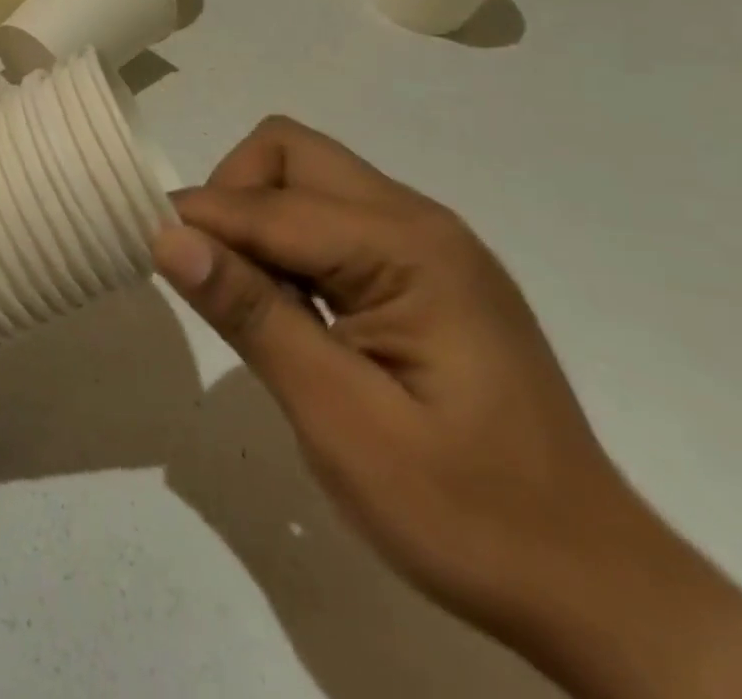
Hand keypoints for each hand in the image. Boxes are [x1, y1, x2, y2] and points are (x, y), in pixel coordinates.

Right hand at [153, 118, 741, 698]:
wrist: (593, 588)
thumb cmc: (465, 512)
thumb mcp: (340, 420)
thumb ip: (251, 315)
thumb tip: (167, 236)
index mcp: (409, 249)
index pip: (272, 204)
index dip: (201, 221)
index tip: (148, 252)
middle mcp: (420, 221)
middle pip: (292, 153)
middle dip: (233, 195)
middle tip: (213, 275)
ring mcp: (429, 244)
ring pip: (309, 178)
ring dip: (260, 220)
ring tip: (253, 302)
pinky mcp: (426, 271)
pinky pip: (333, 219)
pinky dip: (291, 244)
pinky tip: (294, 311)